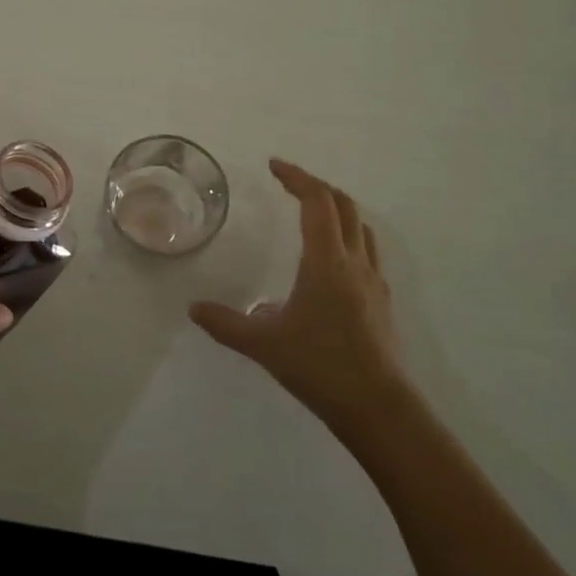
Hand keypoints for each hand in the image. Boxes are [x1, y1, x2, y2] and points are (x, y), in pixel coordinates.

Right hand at [190, 159, 408, 431]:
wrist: (379, 409)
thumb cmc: (320, 366)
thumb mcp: (263, 344)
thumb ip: (226, 323)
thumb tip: (194, 308)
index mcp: (326, 261)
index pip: (316, 201)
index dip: (296, 177)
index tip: (274, 166)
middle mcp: (354, 262)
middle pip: (344, 205)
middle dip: (316, 186)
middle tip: (288, 183)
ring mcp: (374, 282)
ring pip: (360, 228)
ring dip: (336, 210)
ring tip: (310, 214)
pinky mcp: (382, 302)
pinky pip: (366, 252)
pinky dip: (346, 238)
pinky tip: (328, 263)